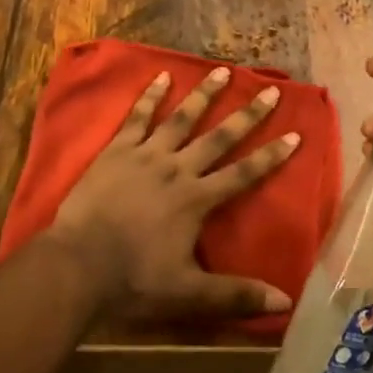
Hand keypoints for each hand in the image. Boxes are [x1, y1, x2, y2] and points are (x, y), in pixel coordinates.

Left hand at [49, 66, 300, 319]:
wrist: (78, 263)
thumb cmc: (133, 280)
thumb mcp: (188, 294)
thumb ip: (235, 295)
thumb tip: (284, 301)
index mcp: (195, 200)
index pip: (242, 174)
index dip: (270, 156)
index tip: (295, 134)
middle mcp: (176, 169)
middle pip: (218, 138)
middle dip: (246, 115)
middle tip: (269, 91)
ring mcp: (146, 154)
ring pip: (181, 118)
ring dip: (203, 95)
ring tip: (221, 70)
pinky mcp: (118, 149)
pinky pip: (138, 117)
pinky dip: (150, 96)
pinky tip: (161, 77)